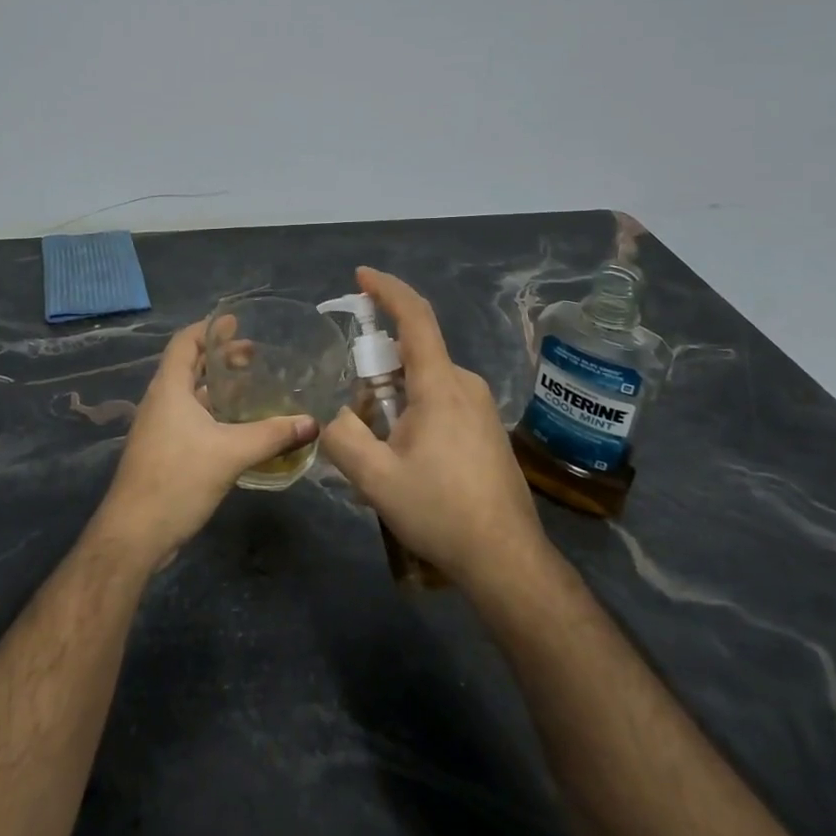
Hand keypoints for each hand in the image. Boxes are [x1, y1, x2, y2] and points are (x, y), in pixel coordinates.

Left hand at [95, 320, 317, 570]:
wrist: (134, 534)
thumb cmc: (177, 479)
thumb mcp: (230, 453)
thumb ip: (272, 435)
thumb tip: (313, 422)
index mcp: (169, 389)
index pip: (185, 342)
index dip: (209, 328)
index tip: (236, 321)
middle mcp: (161, 402)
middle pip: (189, 366)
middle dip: (220, 357)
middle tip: (254, 355)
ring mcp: (160, 428)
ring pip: (191, 395)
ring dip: (218, 387)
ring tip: (252, 386)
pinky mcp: (164, 452)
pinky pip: (191, 419)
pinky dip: (214, 412)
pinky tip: (239, 426)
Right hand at [319, 267, 549, 595]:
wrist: (507, 559)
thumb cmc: (441, 511)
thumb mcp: (375, 478)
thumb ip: (341, 436)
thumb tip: (328, 415)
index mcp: (440, 384)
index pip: (415, 317)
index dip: (387, 290)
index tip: (360, 276)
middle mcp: (465, 385)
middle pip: (413, 355)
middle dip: (375, 369)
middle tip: (351, 410)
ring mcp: (480, 408)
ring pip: (425, 382)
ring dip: (393, 398)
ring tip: (375, 447)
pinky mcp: (486, 429)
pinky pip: (440, 402)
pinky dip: (412, 412)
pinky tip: (402, 459)